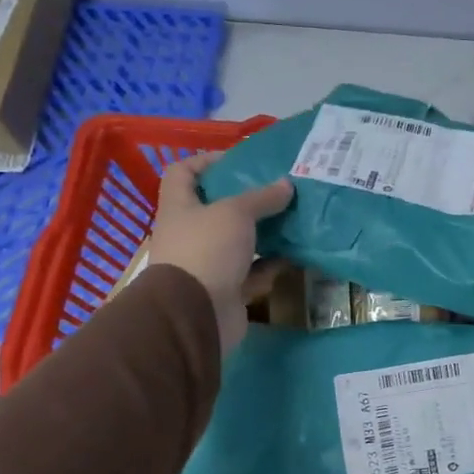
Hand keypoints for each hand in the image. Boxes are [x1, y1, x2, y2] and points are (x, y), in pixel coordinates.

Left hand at [146, 152, 293, 353]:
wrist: (196, 314)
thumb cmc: (207, 249)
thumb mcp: (236, 213)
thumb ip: (262, 197)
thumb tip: (287, 184)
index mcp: (179, 207)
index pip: (183, 173)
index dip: (206, 161)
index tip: (238, 160)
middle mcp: (189, 233)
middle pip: (215, 208)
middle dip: (245, 199)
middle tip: (277, 189)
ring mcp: (206, 263)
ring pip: (237, 241)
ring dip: (262, 232)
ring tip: (292, 218)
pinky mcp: (225, 289)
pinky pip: (251, 271)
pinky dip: (270, 264)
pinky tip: (293, 254)